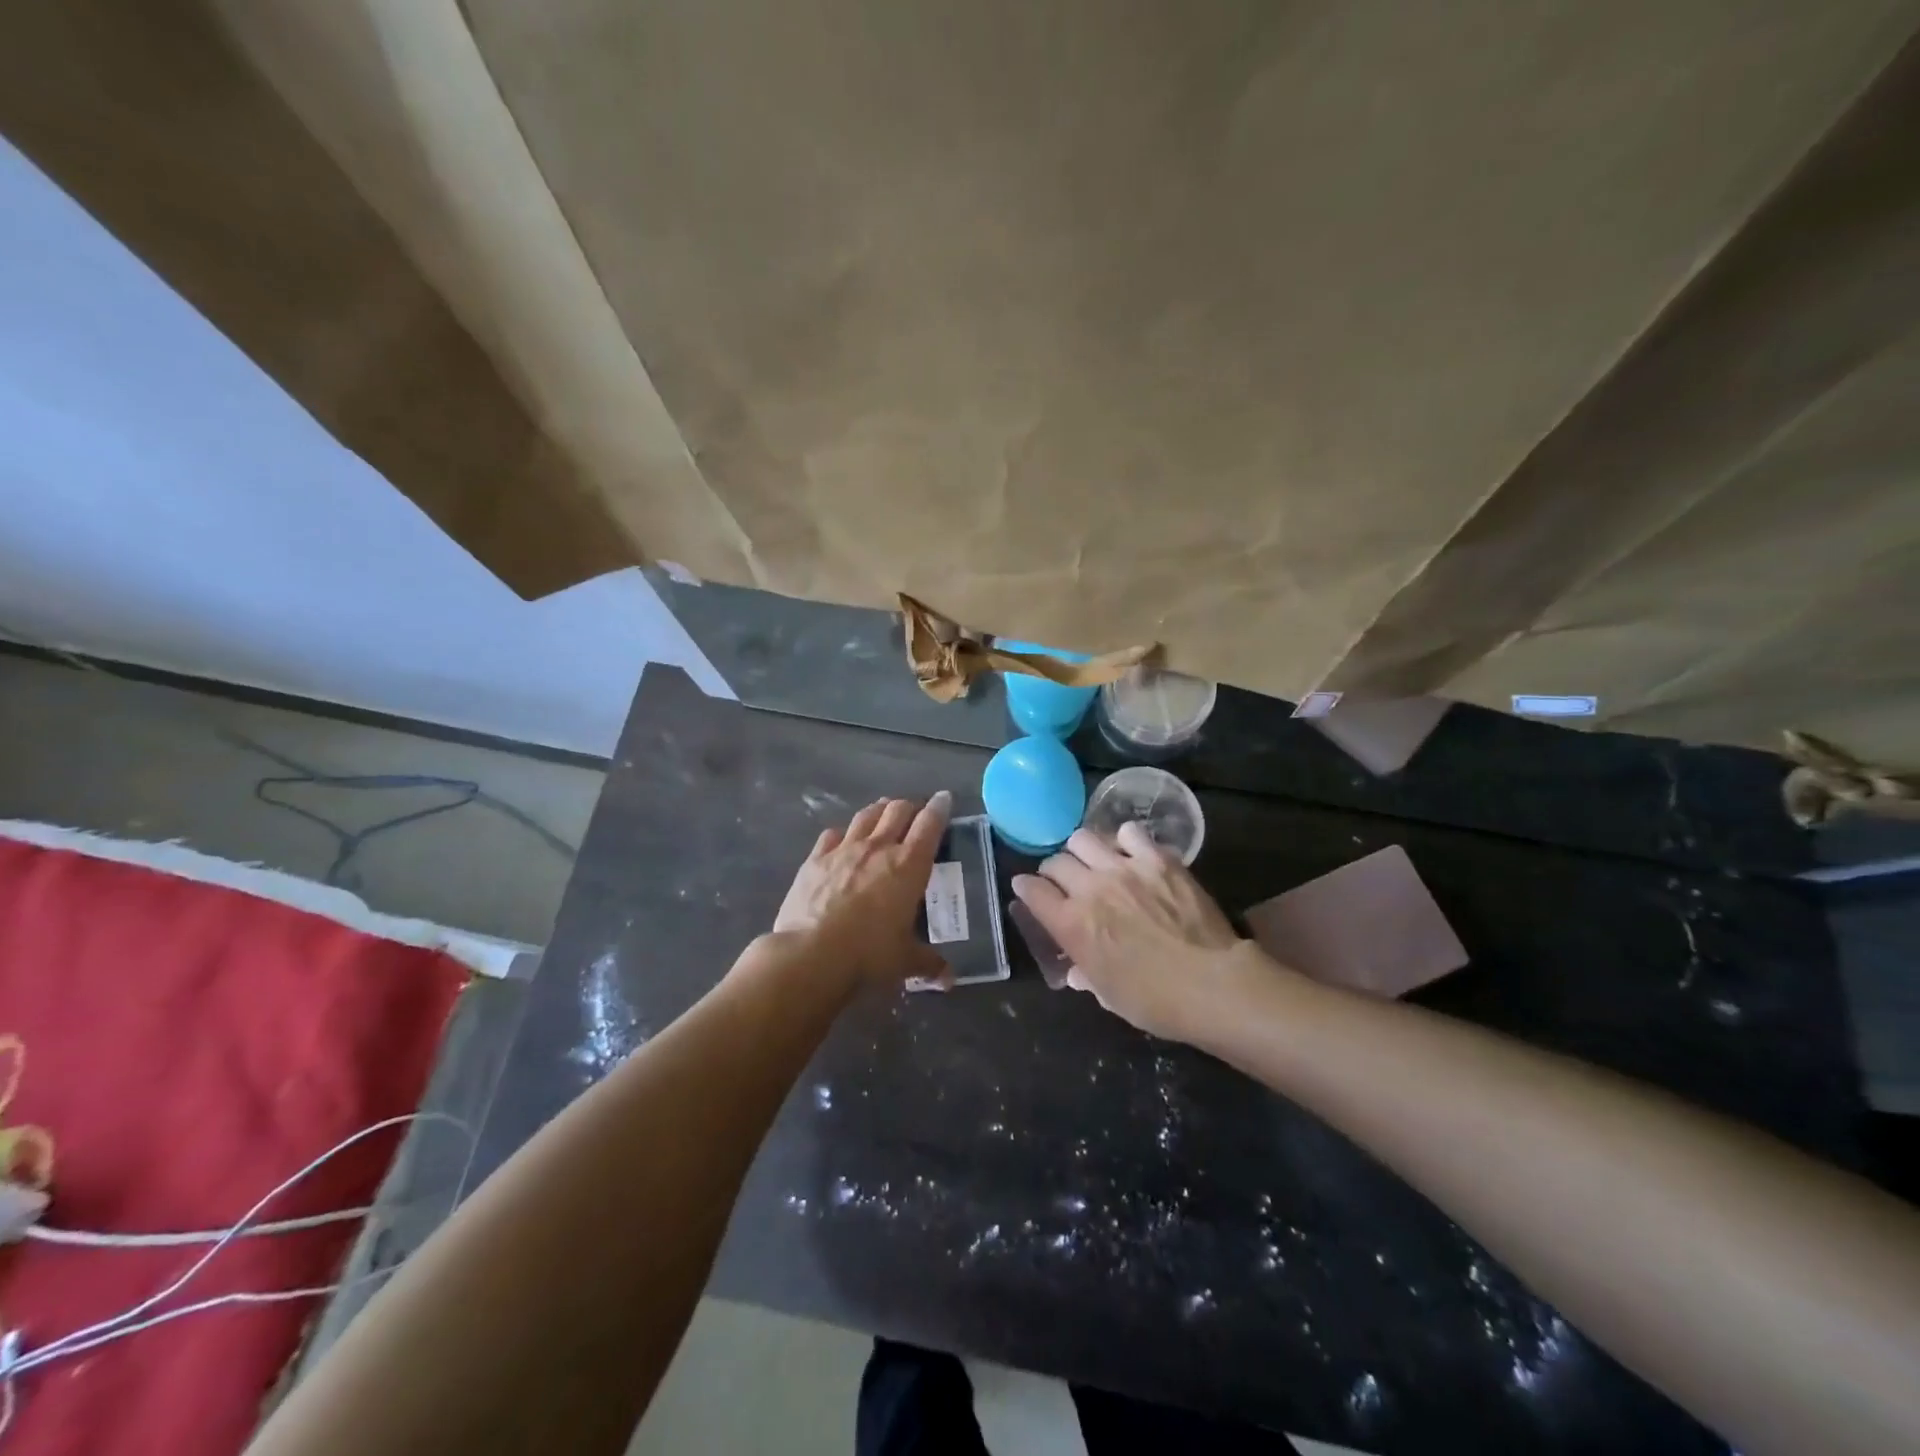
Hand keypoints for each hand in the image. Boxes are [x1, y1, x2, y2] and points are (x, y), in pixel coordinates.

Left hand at [772, 792, 952, 991]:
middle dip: (910, 806)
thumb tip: (948, 980)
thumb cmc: (869, 954)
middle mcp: (879, 848)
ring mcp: (844, 850)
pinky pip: (832, 835)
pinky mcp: (815, 859)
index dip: (939, 807)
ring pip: (866, 816)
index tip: (944, 799)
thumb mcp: (906, 961)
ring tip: (884, 811)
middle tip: (915, 811)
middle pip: (897, 810)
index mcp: (909, 865)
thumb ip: (929, 963)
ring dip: (879, 810)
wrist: (811, 954)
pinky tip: (843, 839)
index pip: (930, 824)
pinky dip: (843, 833)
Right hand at [1011, 822, 1259, 1041]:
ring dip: (1083, 851)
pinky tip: (1131, 854)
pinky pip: (1129, 832)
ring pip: (1083, 837)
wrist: (1214, 985)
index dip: (1025, 889)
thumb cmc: (1156, 1002)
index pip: (1031, 890)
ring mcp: (1124, 868)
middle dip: (1054, 871)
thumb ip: (1085, 974)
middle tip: (1066, 882)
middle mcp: (1090, 888)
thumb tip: (1075, 969)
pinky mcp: (1158, 858)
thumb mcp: (1109, 995)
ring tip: (1095, 862)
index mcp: (1072, 925)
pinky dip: (1124, 840)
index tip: (1028, 890)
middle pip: (1055, 861)